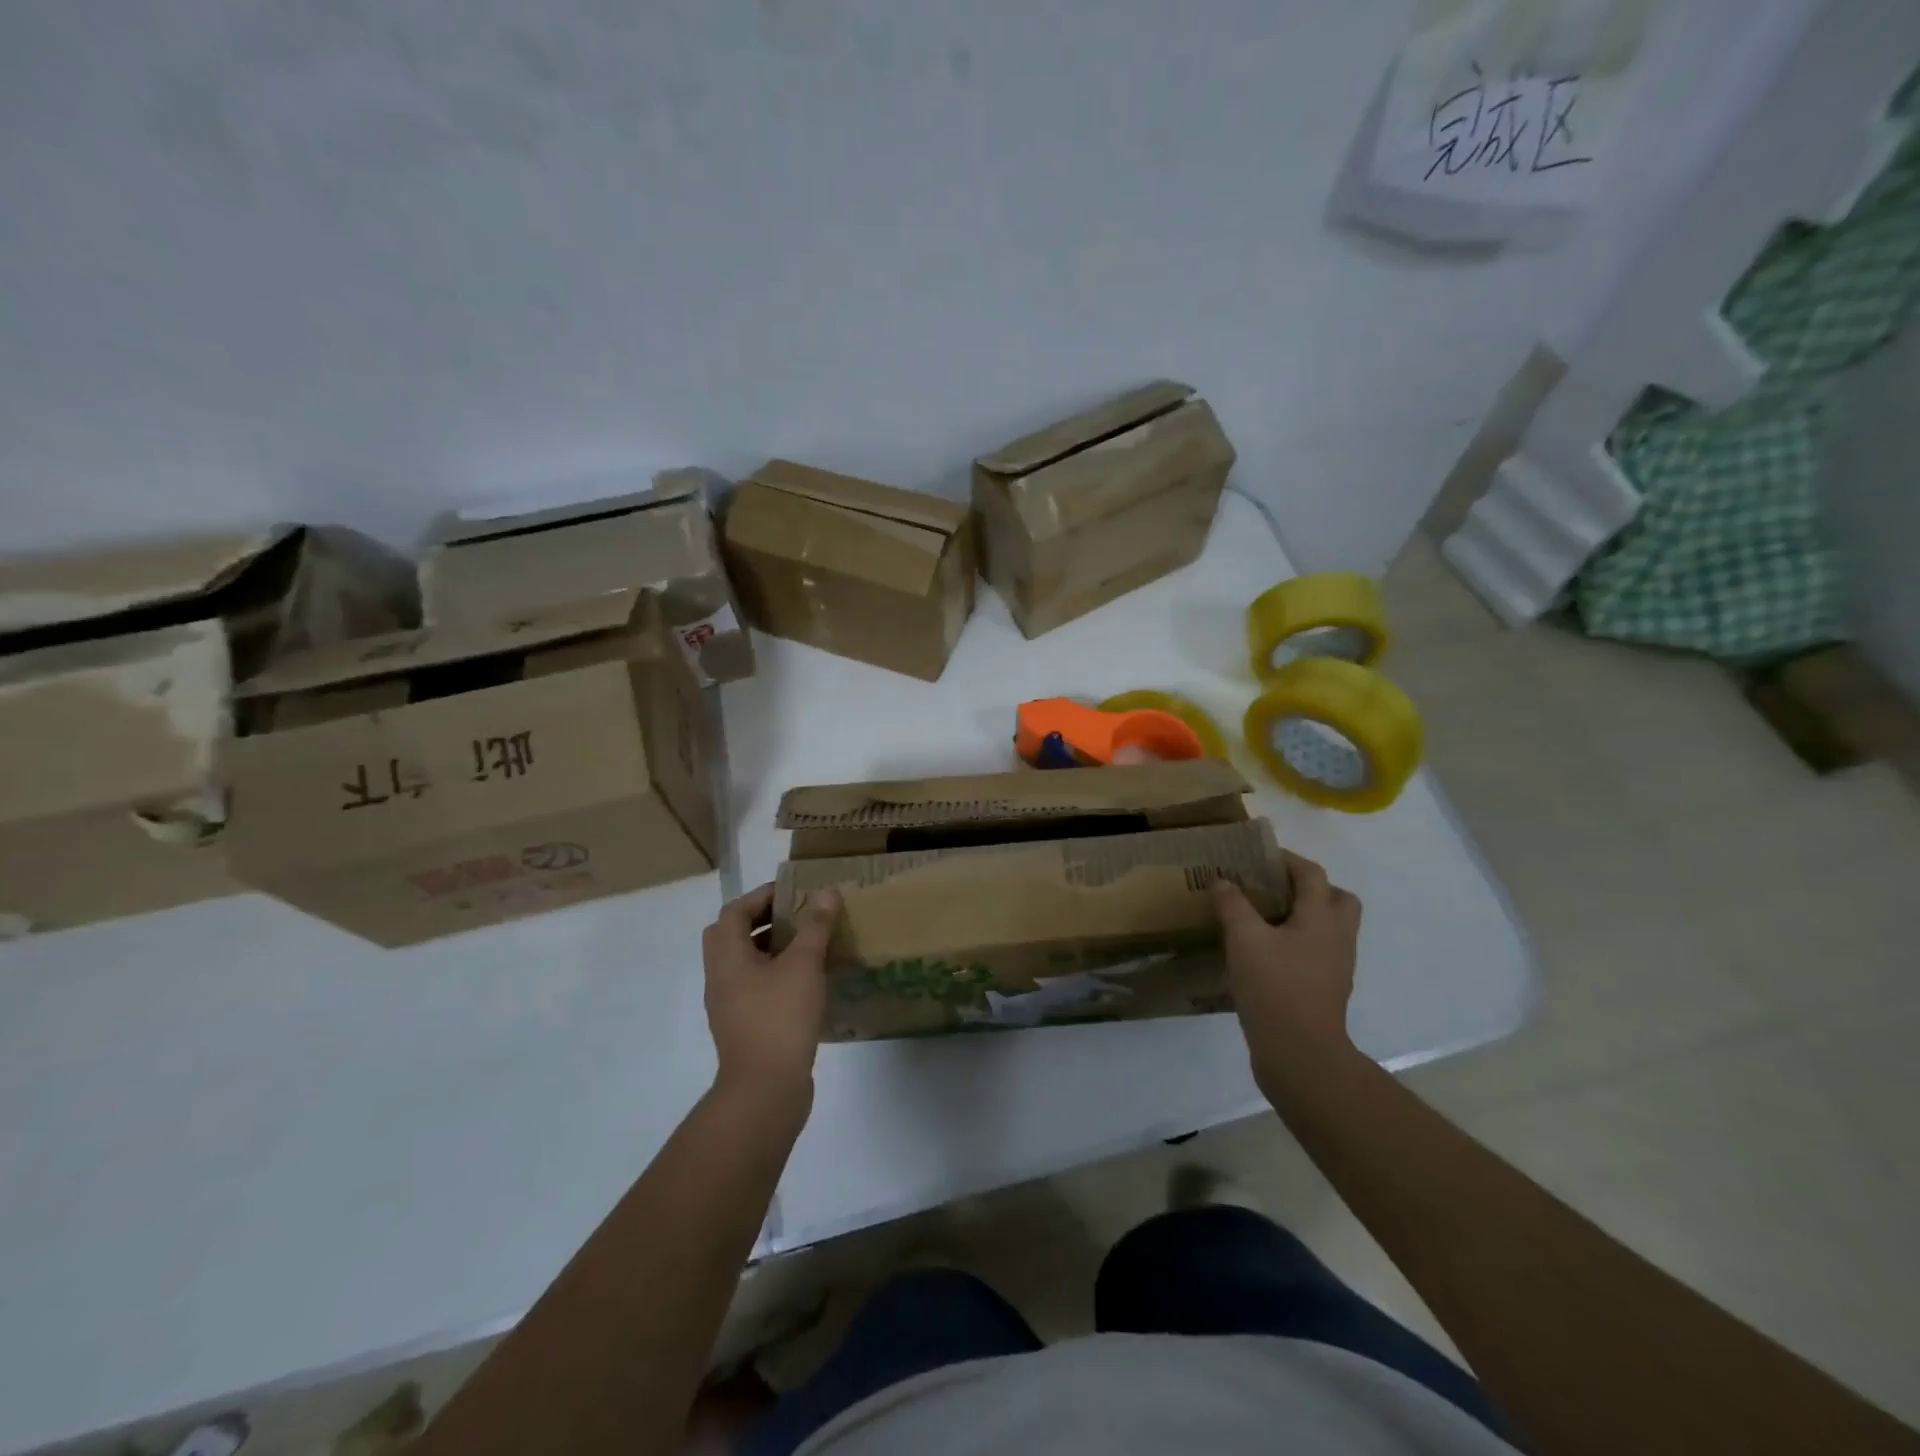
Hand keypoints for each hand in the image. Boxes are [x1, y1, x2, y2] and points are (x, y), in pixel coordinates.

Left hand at [701, 883, 841, 1106]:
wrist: (765, 1090)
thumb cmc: (780, 1018)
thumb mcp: (803, 965)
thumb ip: (815, 926)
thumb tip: (827, 893)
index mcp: (727, 958)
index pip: (733, 913)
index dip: (760, 896)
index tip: (792, 892)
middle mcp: (721, 979)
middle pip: (733, 936)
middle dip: (764, 920)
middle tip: (798, 915)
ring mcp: (730, 1006)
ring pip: (745, 963)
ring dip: (772, 948)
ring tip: (808, 944)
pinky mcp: (745, 1027)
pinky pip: (756, 987)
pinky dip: (776, 974)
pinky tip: (807, 981)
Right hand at [1214, 851, 1361, 1093]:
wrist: (1300, 1054)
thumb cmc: (1275, 987)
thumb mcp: (1244, 940)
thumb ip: (1233, 905)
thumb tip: (1222, 881)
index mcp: (1321, 919)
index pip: (1312, 874)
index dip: (1287, 860)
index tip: (1259, 856)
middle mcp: (1337, 938)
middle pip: (1337, 899)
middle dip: (1310, 887)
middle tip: (1274, 888)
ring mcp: (1335, 966)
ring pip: (1329, 927)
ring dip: (1304, 915)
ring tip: (1264, 917)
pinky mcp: (1325, 989)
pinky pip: (1317, 952)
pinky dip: (1297, 942)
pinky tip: (1265, 951)